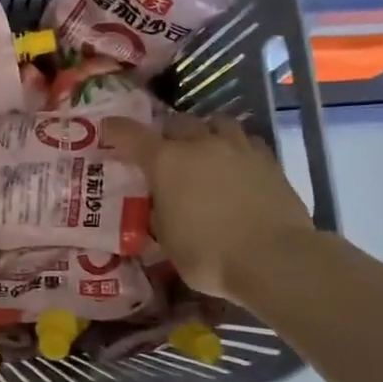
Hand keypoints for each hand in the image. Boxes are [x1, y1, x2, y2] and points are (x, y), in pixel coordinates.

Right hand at [102, 113, 315, 302]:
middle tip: (164, 152)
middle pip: (176, 122)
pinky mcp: (268, 160)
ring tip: (204, 150)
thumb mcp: (167, 240)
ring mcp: (237, 148)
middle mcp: (199, 144)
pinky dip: (236, 147)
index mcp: (166, 162)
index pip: (131, 135)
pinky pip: (247, 141)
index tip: (107, 130)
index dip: (115, 130)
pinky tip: (237, 164)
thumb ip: (159, 215)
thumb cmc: (209, 254)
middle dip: (166, 133)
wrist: (275, 259)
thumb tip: (160, 208)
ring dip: (204, 132)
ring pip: (216, 122)